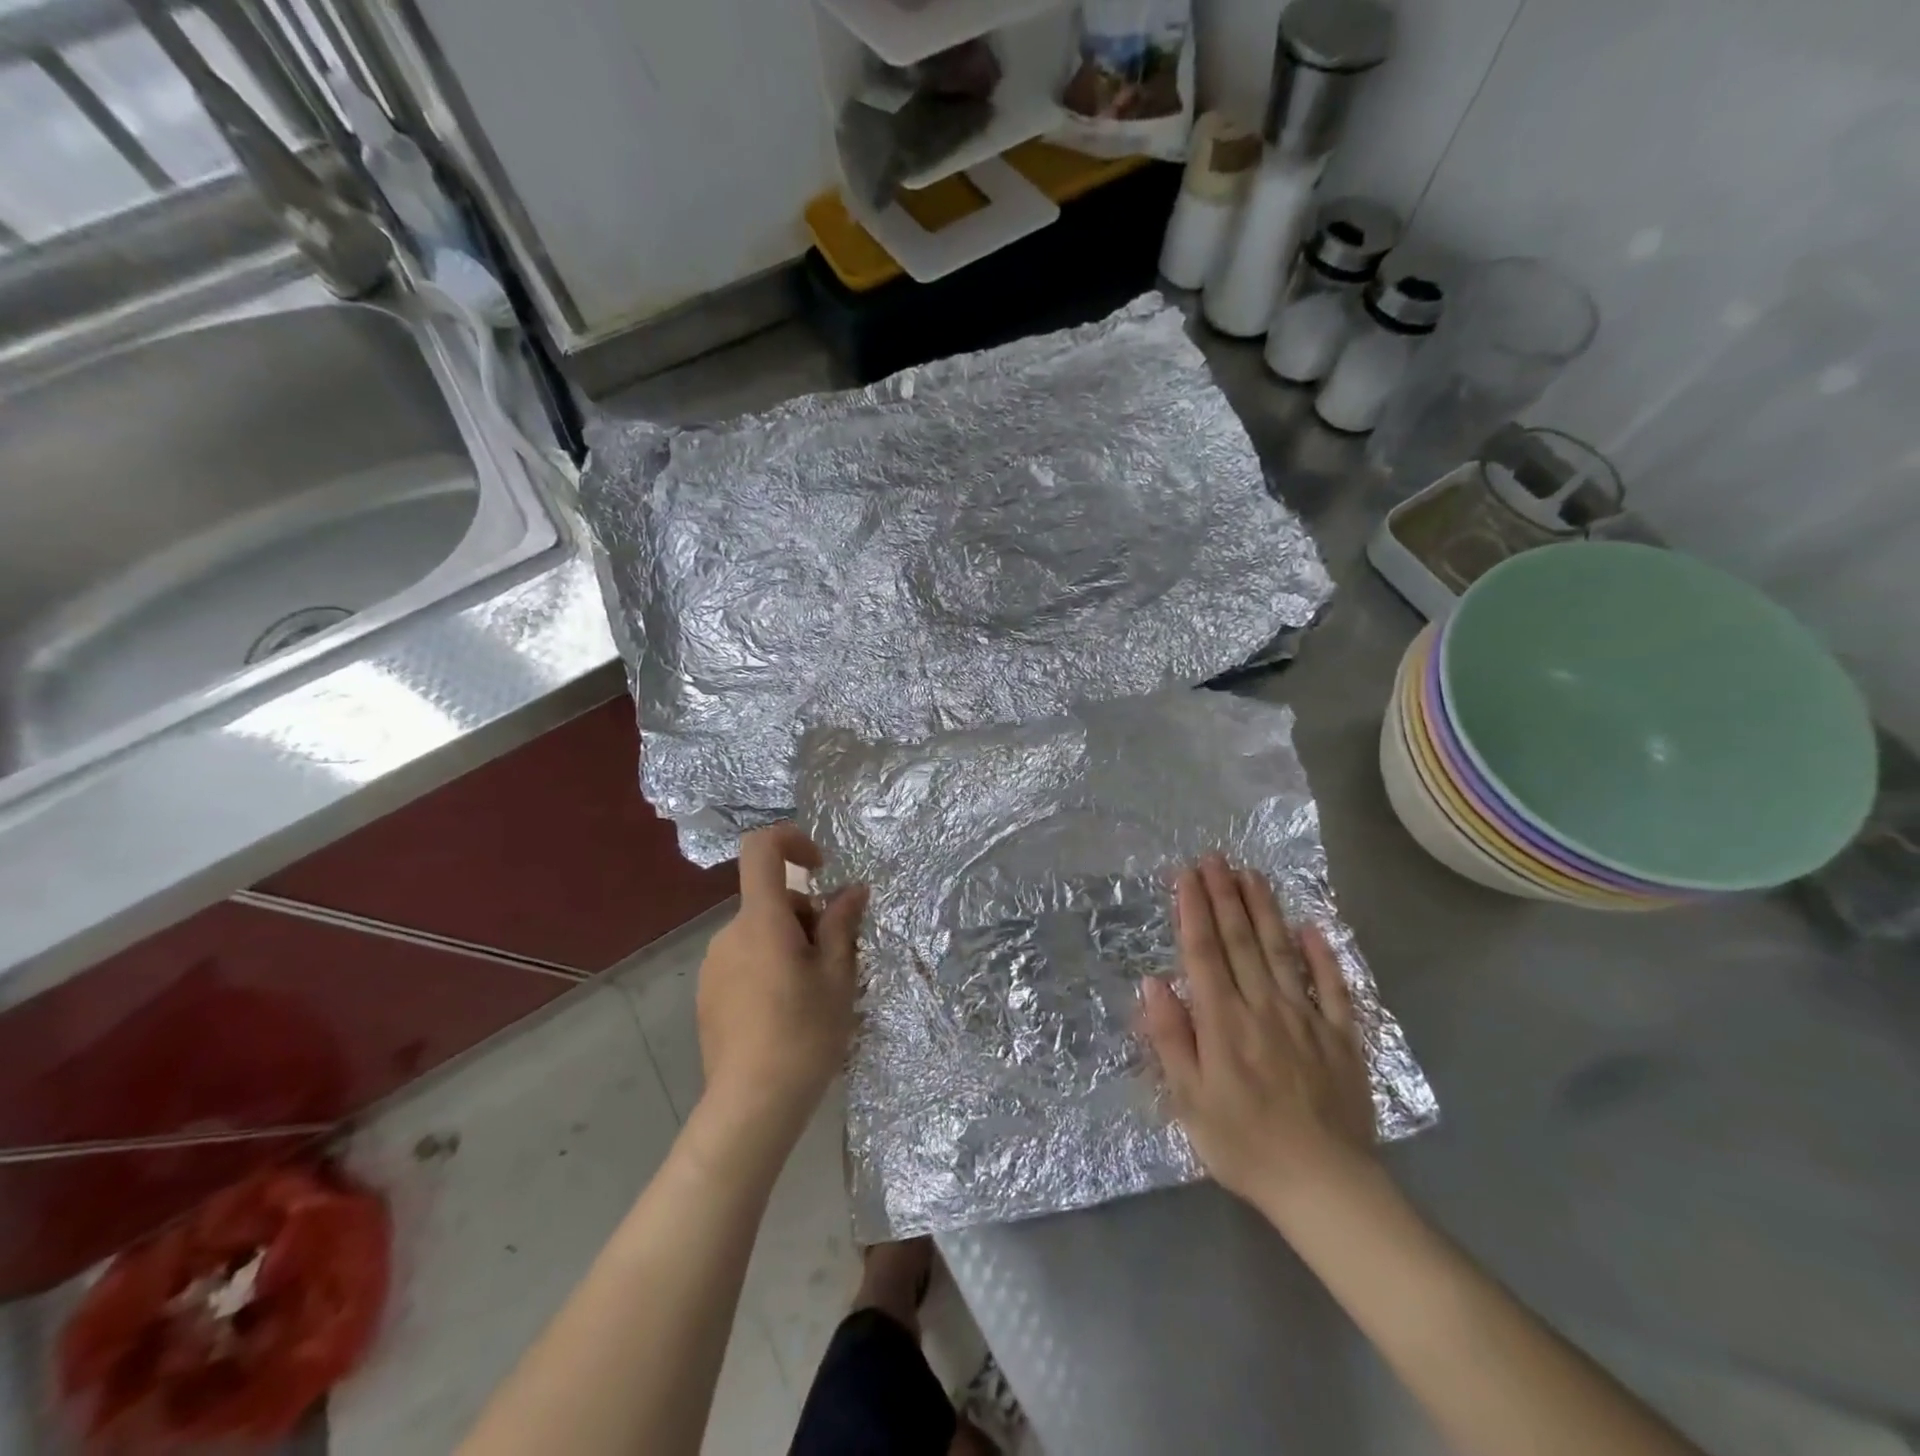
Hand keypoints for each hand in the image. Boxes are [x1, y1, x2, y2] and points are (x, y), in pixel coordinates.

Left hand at [696, 825, 868, 1134]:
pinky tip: (784, 1016)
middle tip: (832, 964)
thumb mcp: (837, 975)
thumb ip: (842, 924)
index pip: (762, 849)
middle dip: (806, 918)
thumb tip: (853, 890)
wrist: (751, 1105)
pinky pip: (744, 961)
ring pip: (760, 934)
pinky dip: (768, 969)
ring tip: (812, 996)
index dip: (792, 841)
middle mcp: (729, 934)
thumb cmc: (804, 1033)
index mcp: (761, 920)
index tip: (821, 869)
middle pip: (772, 901)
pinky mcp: (707, 995)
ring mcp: (713, 966)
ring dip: (788, 947)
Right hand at [1139, 855, 1378, 1225]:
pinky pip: (1333, 987)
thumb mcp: (1188, 1100)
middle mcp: (1263, 1007)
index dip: (1193, 910)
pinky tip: (1313, 927)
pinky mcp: (1342, 1038)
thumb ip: (1170, 1037)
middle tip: (1216, 858)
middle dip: (1225, 896)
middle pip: (1241, 941)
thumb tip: (1152, 981)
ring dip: (1265, 910)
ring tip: (1252, 875)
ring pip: (1282, 952)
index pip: (1204, 952)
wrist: (1325, 1187)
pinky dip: (1322, 955)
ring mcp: (1307, 1019)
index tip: (1186, 875)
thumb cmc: (1243, 1145)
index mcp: (1223, 1021)